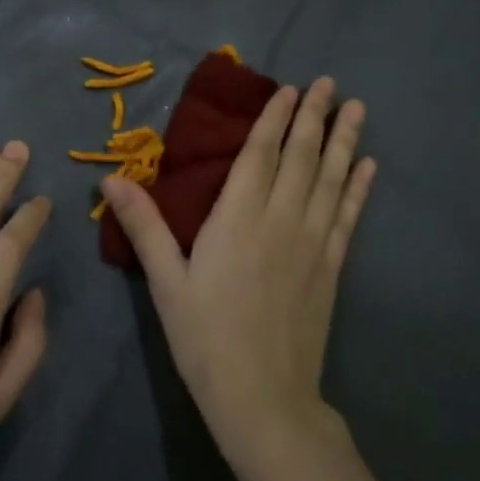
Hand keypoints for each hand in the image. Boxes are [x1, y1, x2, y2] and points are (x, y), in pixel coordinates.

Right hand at [101, 78, 375, 477]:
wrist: (263, 398)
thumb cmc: (205, 338)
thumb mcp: (166, 282)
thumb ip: (144, 227)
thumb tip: (111, 179)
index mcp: (238, 219)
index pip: (260, 155)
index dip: (273, 119)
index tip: (287, 89)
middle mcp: (281, 220)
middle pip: (301, 157)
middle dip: (314, 116)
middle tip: (328, 82)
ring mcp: (312, 243)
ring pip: (330, 179)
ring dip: (343, 140)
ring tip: (356, 108)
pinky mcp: (331, 267)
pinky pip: (348, 216)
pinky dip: (358, 188)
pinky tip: (368, 166)